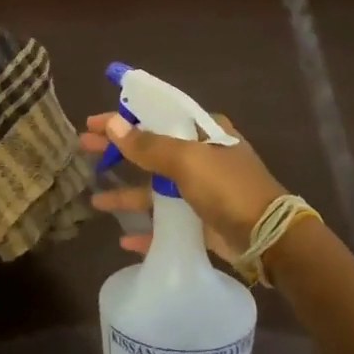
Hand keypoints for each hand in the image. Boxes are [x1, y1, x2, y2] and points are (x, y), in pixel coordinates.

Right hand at [79, 110, 286, 264]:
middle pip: (150, 149)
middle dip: (119, 151)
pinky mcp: (201, 221)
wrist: (268, 238)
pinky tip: (124, 238)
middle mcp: (201, 156)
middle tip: (84, 150)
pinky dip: (146, 228)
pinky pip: (166, 222)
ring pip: (155, 188)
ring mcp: (201, 189)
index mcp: (203, 131)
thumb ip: (147, 145)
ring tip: (95, 200)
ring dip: (127, 194)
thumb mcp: (186, 160)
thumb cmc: (227, 188)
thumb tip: (112, 124)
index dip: (124, 116)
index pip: (156, 115)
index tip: (93, 122)